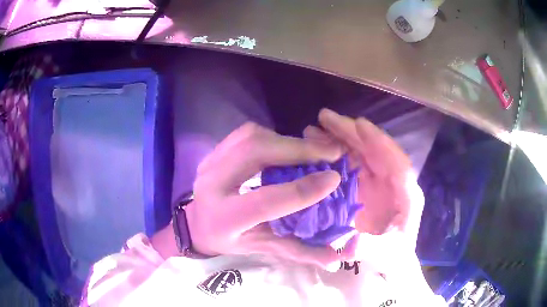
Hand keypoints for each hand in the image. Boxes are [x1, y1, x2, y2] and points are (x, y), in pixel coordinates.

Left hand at [185, 122, 344, 268]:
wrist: (197, 223)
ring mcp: (210, 162)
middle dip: (298, 149)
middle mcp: (212, 185)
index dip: (302, 190)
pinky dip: (274, 136)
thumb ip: (300, 252)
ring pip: (252, 137)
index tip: (334, 178)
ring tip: (314, 149)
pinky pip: (248, 133)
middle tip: (331, 152)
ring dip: (288, 141)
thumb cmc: (231, 240)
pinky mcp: (215, 150)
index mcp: (224, 218)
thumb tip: (337, 258)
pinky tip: (289, 147)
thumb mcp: (264, 248)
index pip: (264, 201)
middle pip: (255, 153)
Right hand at [303, 109, 424, 274]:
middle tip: (324, 117)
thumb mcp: (385, 255)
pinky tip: (316, 149)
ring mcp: (376, 182)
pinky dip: (334, 155)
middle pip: (374, 151)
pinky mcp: (363, 186)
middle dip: (351, 132)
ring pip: (359, 154)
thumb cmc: (394, 255)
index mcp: (406, 194)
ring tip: (313, 130)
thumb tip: (351, 244)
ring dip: (338, 139)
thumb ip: (371, 249)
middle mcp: (392, 181)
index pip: (397, 163)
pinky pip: (349, 165)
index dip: (380, 142)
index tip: (359, 124)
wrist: (389, 259)